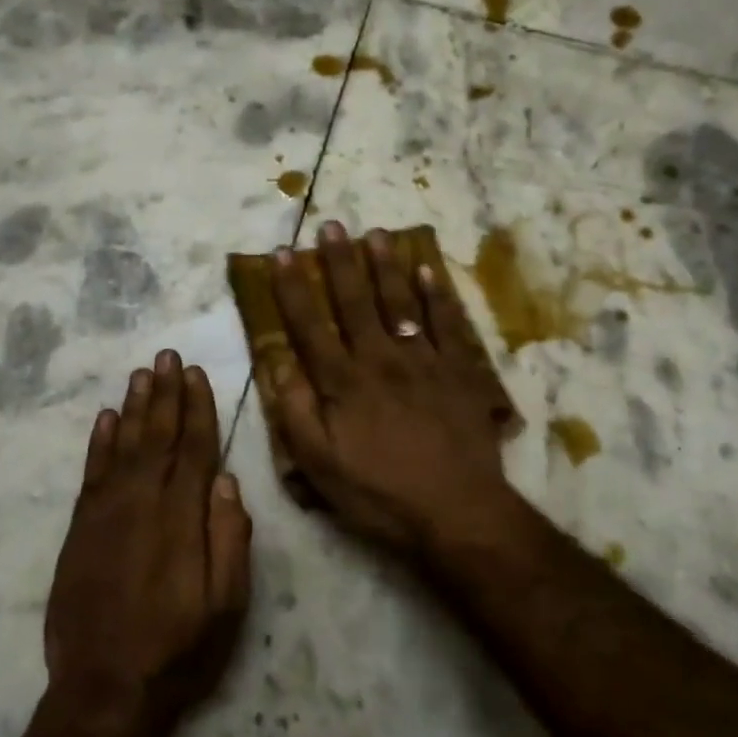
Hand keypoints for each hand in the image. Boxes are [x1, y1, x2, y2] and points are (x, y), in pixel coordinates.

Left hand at [45, 352, 252, 723]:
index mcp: (183, 518)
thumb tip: (228, 482)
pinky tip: (106, 418)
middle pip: (158, 436)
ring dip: (134, 406)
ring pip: (125, 445)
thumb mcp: (227, 604)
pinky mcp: (80, 529)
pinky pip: (92, 472)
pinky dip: (100, 442)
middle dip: (165, 393)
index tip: (195, 374)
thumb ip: (230, 539)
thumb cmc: (178, 649)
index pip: (195, 448)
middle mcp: (143, 503)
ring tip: (141, 373)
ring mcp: (107, 513)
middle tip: (166, 355)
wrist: (104, 689)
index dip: (197, 408)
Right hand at [269, 222, 515, 561]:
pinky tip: (428, 271)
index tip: (281, 255)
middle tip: (330, 226)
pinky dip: (437, 296)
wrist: (457, 510)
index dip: (292, 289)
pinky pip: (447, 324)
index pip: (310, 326)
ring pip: (400, 303)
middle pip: (355, 302)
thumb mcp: (321, 467)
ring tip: (375, 233)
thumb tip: (278, 367)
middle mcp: (380, 359)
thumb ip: (297, 414)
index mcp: (343, 383)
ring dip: (385, 266)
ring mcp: (423, 361)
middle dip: (339, 262)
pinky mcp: (459, 371)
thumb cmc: (381, 493)